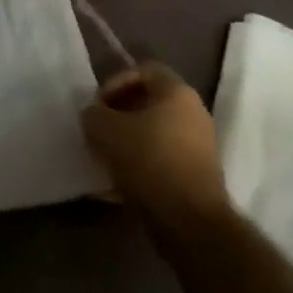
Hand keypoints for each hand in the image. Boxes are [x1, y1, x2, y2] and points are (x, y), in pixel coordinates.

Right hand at [81, 61, 228, 230]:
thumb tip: (93, 116)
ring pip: (154, 134)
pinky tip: (116, 184)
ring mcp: (198, 147)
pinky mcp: (196, 177)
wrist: (191, 221)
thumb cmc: (150, 160)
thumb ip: (93, 115)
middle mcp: (194, 114)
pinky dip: (139, 166)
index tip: (98, 104)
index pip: (144, 70)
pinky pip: (161, 161)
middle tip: (98, 129)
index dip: (116, 82)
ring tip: (104, 157)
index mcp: (178, 93)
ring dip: (127, 142)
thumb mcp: (107, 130)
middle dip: (119, 114)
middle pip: (149, 103)